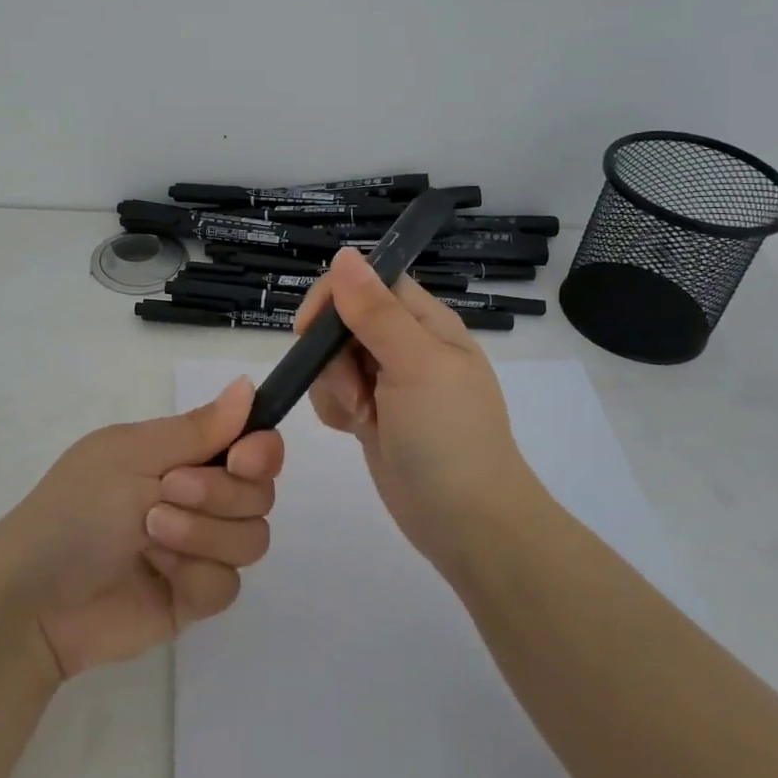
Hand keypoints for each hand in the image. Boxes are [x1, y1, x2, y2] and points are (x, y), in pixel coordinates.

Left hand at [0, 378, 282, 678]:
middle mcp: (199, 498)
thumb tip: (247, 384)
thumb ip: (198, 428)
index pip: (252, 446)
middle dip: (219, 493)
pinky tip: (158, 573)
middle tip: (168, 491)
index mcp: (182, 455)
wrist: (36, 597)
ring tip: (151, 534)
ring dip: (203, 533)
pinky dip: (195, 576)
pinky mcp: (194, 597)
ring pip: (252, 538)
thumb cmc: (78, 507)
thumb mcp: (133, 454)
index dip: (261, 451)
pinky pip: (228, 585)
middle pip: (259, 493)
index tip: (242, 458)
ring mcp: (198, 549)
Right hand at [294, 248, 539, 570]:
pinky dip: (335, 409)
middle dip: (331, 355)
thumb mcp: (416, 365)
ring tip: (363, 418)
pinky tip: (354, 431)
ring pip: (331, 359)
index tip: (312, 329)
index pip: (369, 281)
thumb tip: (345, 254)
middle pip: (342, 321)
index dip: (335, 296)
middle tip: (356, 390)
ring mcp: (387, 381)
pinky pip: (333, 393)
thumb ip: (376, 311)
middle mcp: (406, 344)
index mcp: (426, 322)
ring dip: (333, 387)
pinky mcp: (372, 413)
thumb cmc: (450, 436)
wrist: (466, 522)